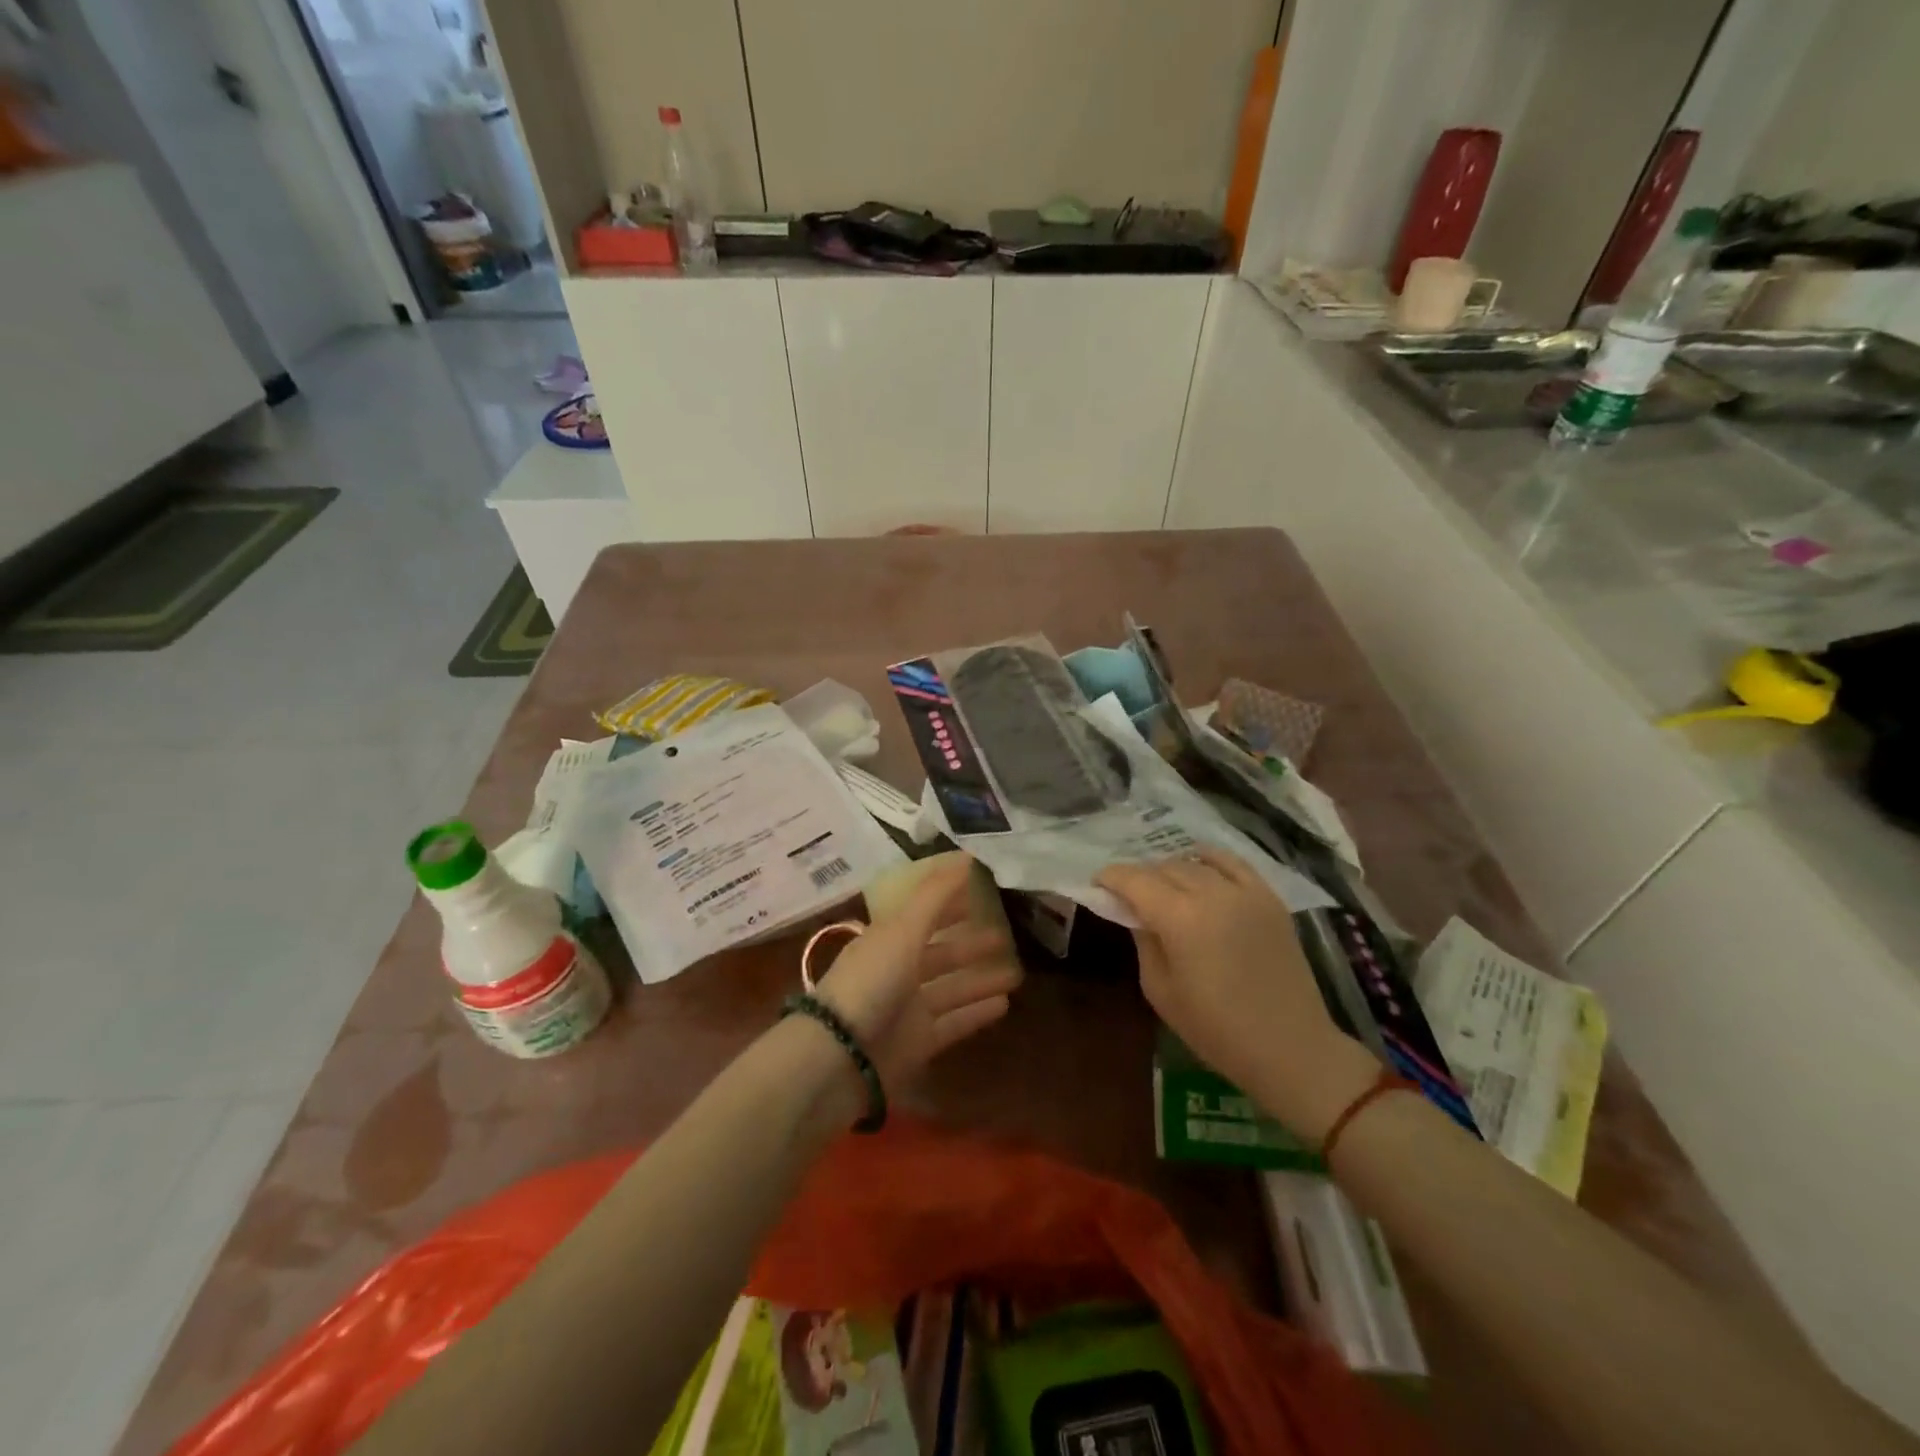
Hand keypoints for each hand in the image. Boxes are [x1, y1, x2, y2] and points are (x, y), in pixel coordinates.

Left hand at [814, 857, 1021, 1094]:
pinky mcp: (917, 1043)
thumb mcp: (902, 930)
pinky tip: (1004, 1004)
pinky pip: (953, 1023)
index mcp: (888, 940)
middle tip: (1005, 937)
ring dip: (980, 980)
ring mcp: (907, 1009)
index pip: (923, 915)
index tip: (980, 894)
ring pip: (951, 989)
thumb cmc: (870, 983)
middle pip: (939, 953)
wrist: (838, 1057)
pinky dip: (976, 1013)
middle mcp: (897, 971)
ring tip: (1016, 974)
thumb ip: (935, 896)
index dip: (948, 904)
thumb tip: (966, 857)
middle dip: (969, 945)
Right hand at [1096, 847, 1377, 1142]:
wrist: (1291, 1047)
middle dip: (1140, 876)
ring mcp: (1245, 892)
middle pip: (1164, 867)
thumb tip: (1135, 913)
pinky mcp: (1269, 897)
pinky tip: (1200, 863)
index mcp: (1180, 918)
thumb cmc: (1216, 1030)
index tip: (1097, 882)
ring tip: (1163, 885)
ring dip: (1172, 868)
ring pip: (1195, 862)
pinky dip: (1210, 859)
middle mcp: (1211, 893)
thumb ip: (1143, 942)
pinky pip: (1233, 862)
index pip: (1135, 880)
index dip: (1111, 877)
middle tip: (1129, 893)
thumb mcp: (1160, 990)